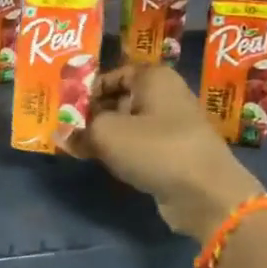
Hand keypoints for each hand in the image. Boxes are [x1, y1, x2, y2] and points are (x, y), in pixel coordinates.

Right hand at [70, 65, 263, 240]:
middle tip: (65, 129)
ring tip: (79, 147)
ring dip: (105, 135)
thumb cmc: (155, 149)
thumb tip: (61, 133)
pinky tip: (105, 162)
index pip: (111, 74)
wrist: (205, 193)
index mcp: (153, 77)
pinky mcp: (174, 152)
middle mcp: (165, 95)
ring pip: (128, 123)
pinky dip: (122, 151)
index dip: (85, 90)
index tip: (63, 109)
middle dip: (92, 114)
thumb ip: (79, 130)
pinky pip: (140, 145)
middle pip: (118, 99)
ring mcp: (173, 125)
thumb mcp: (106, 134)